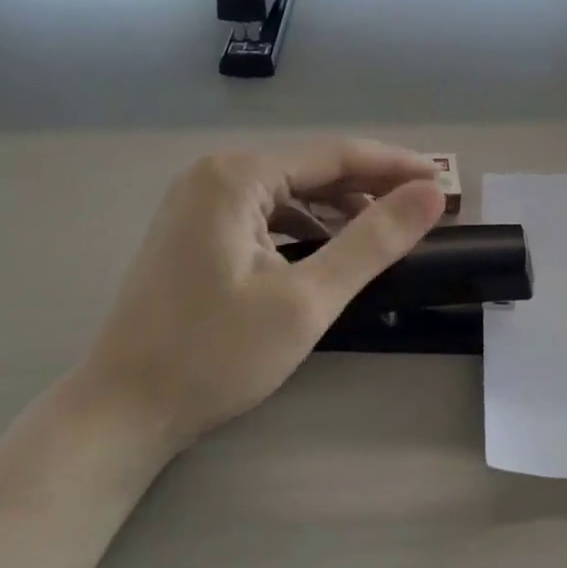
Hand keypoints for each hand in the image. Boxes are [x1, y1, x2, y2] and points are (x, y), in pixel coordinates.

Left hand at [77, 141, 446, 448]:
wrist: (122, 412)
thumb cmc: (214, 355)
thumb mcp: (307, 300)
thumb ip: (373, 241)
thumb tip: (431, 194)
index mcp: (236, 176)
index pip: (335, 154)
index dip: (395, 166)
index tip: (444, 183)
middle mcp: (213, 175)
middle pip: (311, 170)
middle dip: (369, 189)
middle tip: (423, 212)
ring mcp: (198, 203)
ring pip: (290, 194)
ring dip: (339, 211)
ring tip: (386, 233)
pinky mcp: (195, 232)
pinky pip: (266, 216)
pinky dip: (305, 229)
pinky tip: (330, 252)